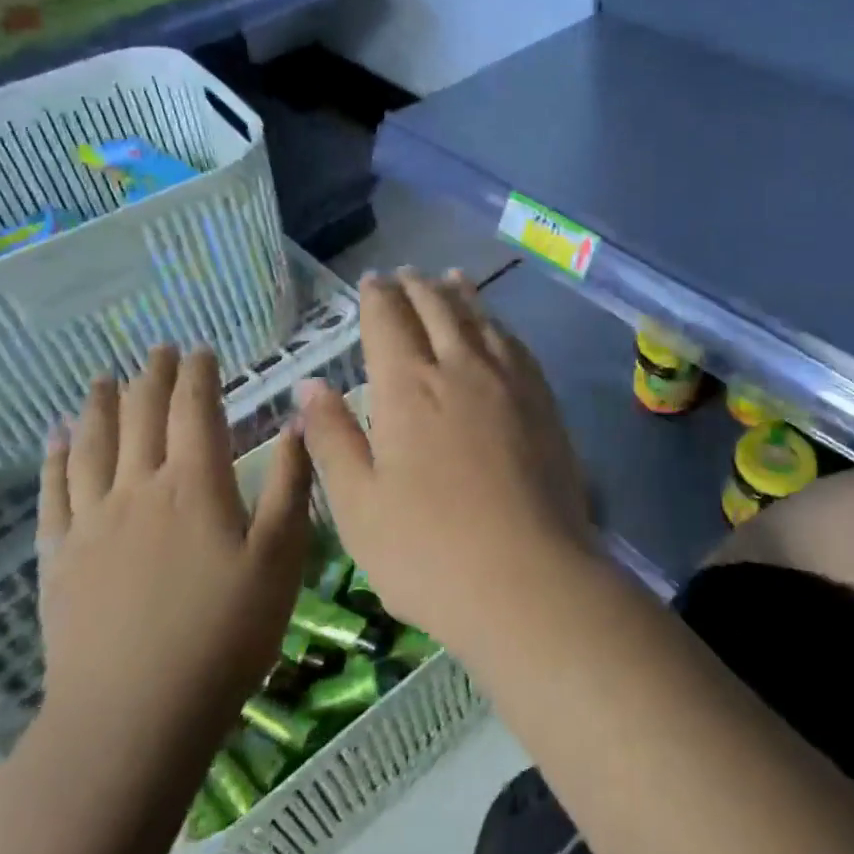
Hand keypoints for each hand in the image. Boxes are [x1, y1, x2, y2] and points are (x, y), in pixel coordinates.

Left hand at [36, 347, 311, 749]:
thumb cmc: (224, 634)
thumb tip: (296, 422)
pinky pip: (54, 490)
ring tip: (103, 378)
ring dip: (99, 404)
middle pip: (141, 415)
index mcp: (195, 484)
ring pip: (92, 443)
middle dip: (152, 377)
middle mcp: (138, 487)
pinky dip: (55, 455)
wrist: (133, 715)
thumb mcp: (280, 558)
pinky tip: (56, 437)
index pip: (194, 408)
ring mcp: (92, 521)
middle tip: (158, 351)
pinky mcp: (60, 557)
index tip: (201, 350)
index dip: (198, 374)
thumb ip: (290, 484)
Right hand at [296, 269, 592, 654]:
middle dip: (417, 287)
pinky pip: (517, 345)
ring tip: (451, 278)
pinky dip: (499, 325)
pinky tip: (498, 329)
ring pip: (481, 321)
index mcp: (407, 387)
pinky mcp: (543, 404)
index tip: (372, 281)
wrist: (528, 579)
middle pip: (437, 309)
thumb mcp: (357, 504)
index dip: (377, 297)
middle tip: (406, 274)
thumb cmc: (427, 550)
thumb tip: (309, 386)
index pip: (389, 320)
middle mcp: (460, 368)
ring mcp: (508, 383)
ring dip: (461, 295)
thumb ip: (332, 438)